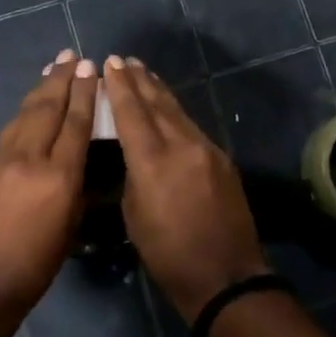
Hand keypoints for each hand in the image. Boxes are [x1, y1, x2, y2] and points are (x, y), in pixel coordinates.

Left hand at [0, 50, 97, 311]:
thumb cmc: (34, 266)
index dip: (84, 93)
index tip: (91, 68)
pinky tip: (26, 114)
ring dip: (40, 90)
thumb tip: (76, 156)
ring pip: (22, 115)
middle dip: (62, 79)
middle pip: (48, 108)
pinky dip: (19, 120)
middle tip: (72, 55)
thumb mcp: (70, 226)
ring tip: (52, 69)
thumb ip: (75, 185)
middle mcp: (27, 159)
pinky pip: (3, 137)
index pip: (75, 124)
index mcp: (58, 178)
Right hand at [104, 56, 267, 322]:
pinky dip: (176, 113)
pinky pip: (192, 127)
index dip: (119, 87)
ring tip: (145, 74)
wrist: (225, 276)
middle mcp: (181, 145)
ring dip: (159, 92)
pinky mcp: (222, 159)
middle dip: (140, 81)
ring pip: (178, 112)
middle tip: (126, 60)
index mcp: (153, 161)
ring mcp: (206, 149)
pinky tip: (169, 109)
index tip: (110, 63)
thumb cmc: (168, 255)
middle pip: (158, 104)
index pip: (132, 113)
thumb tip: (133, 155)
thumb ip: (132, 176)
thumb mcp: (134, 216)